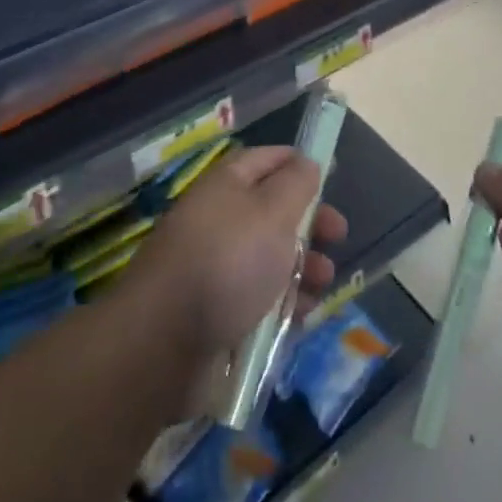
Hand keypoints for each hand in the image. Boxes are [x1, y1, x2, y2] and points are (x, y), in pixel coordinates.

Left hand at [122, 146, 346, 359]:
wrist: (163, 342)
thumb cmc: (228, 263)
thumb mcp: (272, 212)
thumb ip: (296, 184)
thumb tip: (306, 162)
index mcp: (227, 185)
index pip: (265, 159)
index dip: (297, 163)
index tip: (329, 175)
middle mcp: (219, 219)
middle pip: (272, 210)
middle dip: (309, 222)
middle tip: (338, 236)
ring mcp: (215, 267)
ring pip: (269, 257)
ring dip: (303, 267)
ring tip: (323, 284)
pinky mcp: (215, 311)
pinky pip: (258, 299)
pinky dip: (282, 304)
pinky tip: (300, 317)